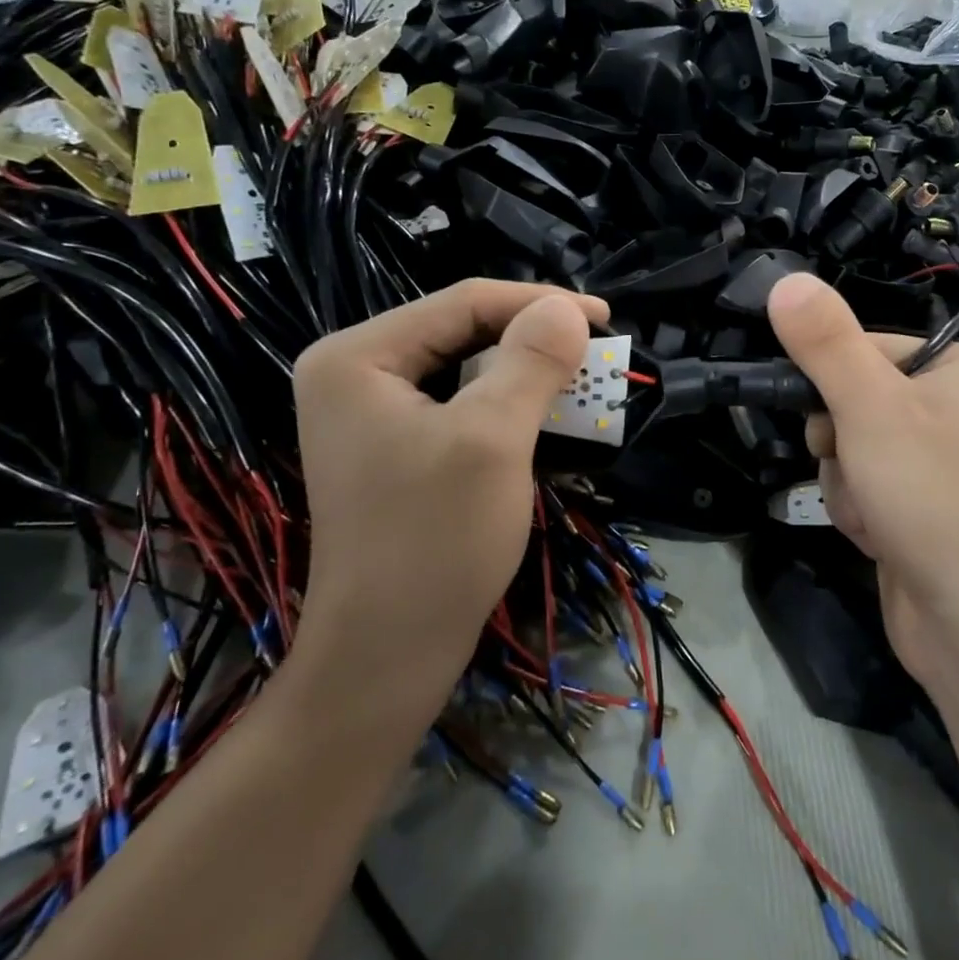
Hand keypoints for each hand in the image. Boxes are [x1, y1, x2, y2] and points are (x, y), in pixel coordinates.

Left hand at [292, 281, 608, 701]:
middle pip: (461, 330)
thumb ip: (532, 361)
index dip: (540, 302)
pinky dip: (507, 402)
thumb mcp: (493, 438)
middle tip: (594, 347)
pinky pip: (459, 402)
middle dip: (532, 337)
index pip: (463, 302)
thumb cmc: (435, 541)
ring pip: (464, 366)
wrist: (387, 657)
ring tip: (579, 376)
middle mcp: (354, 373)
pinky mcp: (393, 445)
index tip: (604, 317)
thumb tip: (567, 308)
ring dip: (525, 369)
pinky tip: (544, 412)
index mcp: (357, 356)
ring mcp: (370, 412)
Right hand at [768, 274, 958, 691]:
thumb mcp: (871, 405)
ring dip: (846, 483)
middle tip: (857, 465)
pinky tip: (879, 538)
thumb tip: (785, 279)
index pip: (863, 345)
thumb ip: (825, 341)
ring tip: (876, 513)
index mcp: (958, 368)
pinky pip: (863, 490)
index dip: (832, 380)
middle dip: (839, 442)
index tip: (823, 413)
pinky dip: (860, 513)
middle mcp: (952, 410)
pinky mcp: (919, 511)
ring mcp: (935, 465)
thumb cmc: (932, 494)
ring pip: (849, 449)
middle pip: (851, 400)